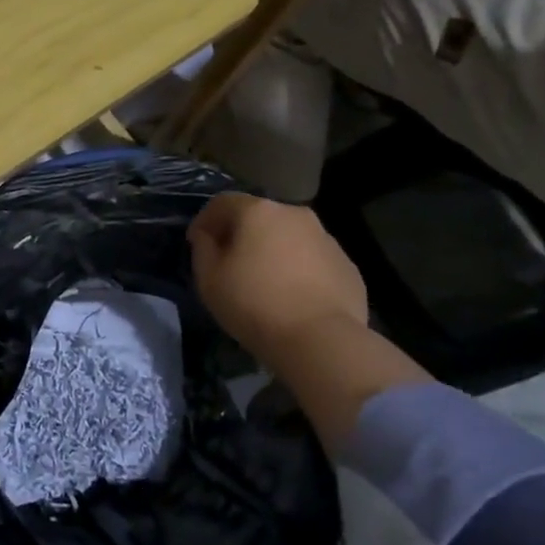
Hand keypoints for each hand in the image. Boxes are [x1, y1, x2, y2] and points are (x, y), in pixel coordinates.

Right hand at [189, 194, 366, 363]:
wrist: (323, 341)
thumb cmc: (254, 304)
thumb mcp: (209, 279)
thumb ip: (202, 249)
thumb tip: (207, 236)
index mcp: (258, 211)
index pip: (222, 203)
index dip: (204, 220)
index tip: (196, 243)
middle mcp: (294, 214)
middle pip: (259, 216)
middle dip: (241, 234)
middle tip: (230, 262)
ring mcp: (326, 239)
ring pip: (289, 237)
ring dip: (273, 250)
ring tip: (264, 282)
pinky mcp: (348, 266)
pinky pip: (313, 260)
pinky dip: (299, 269)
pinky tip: (293, 297)